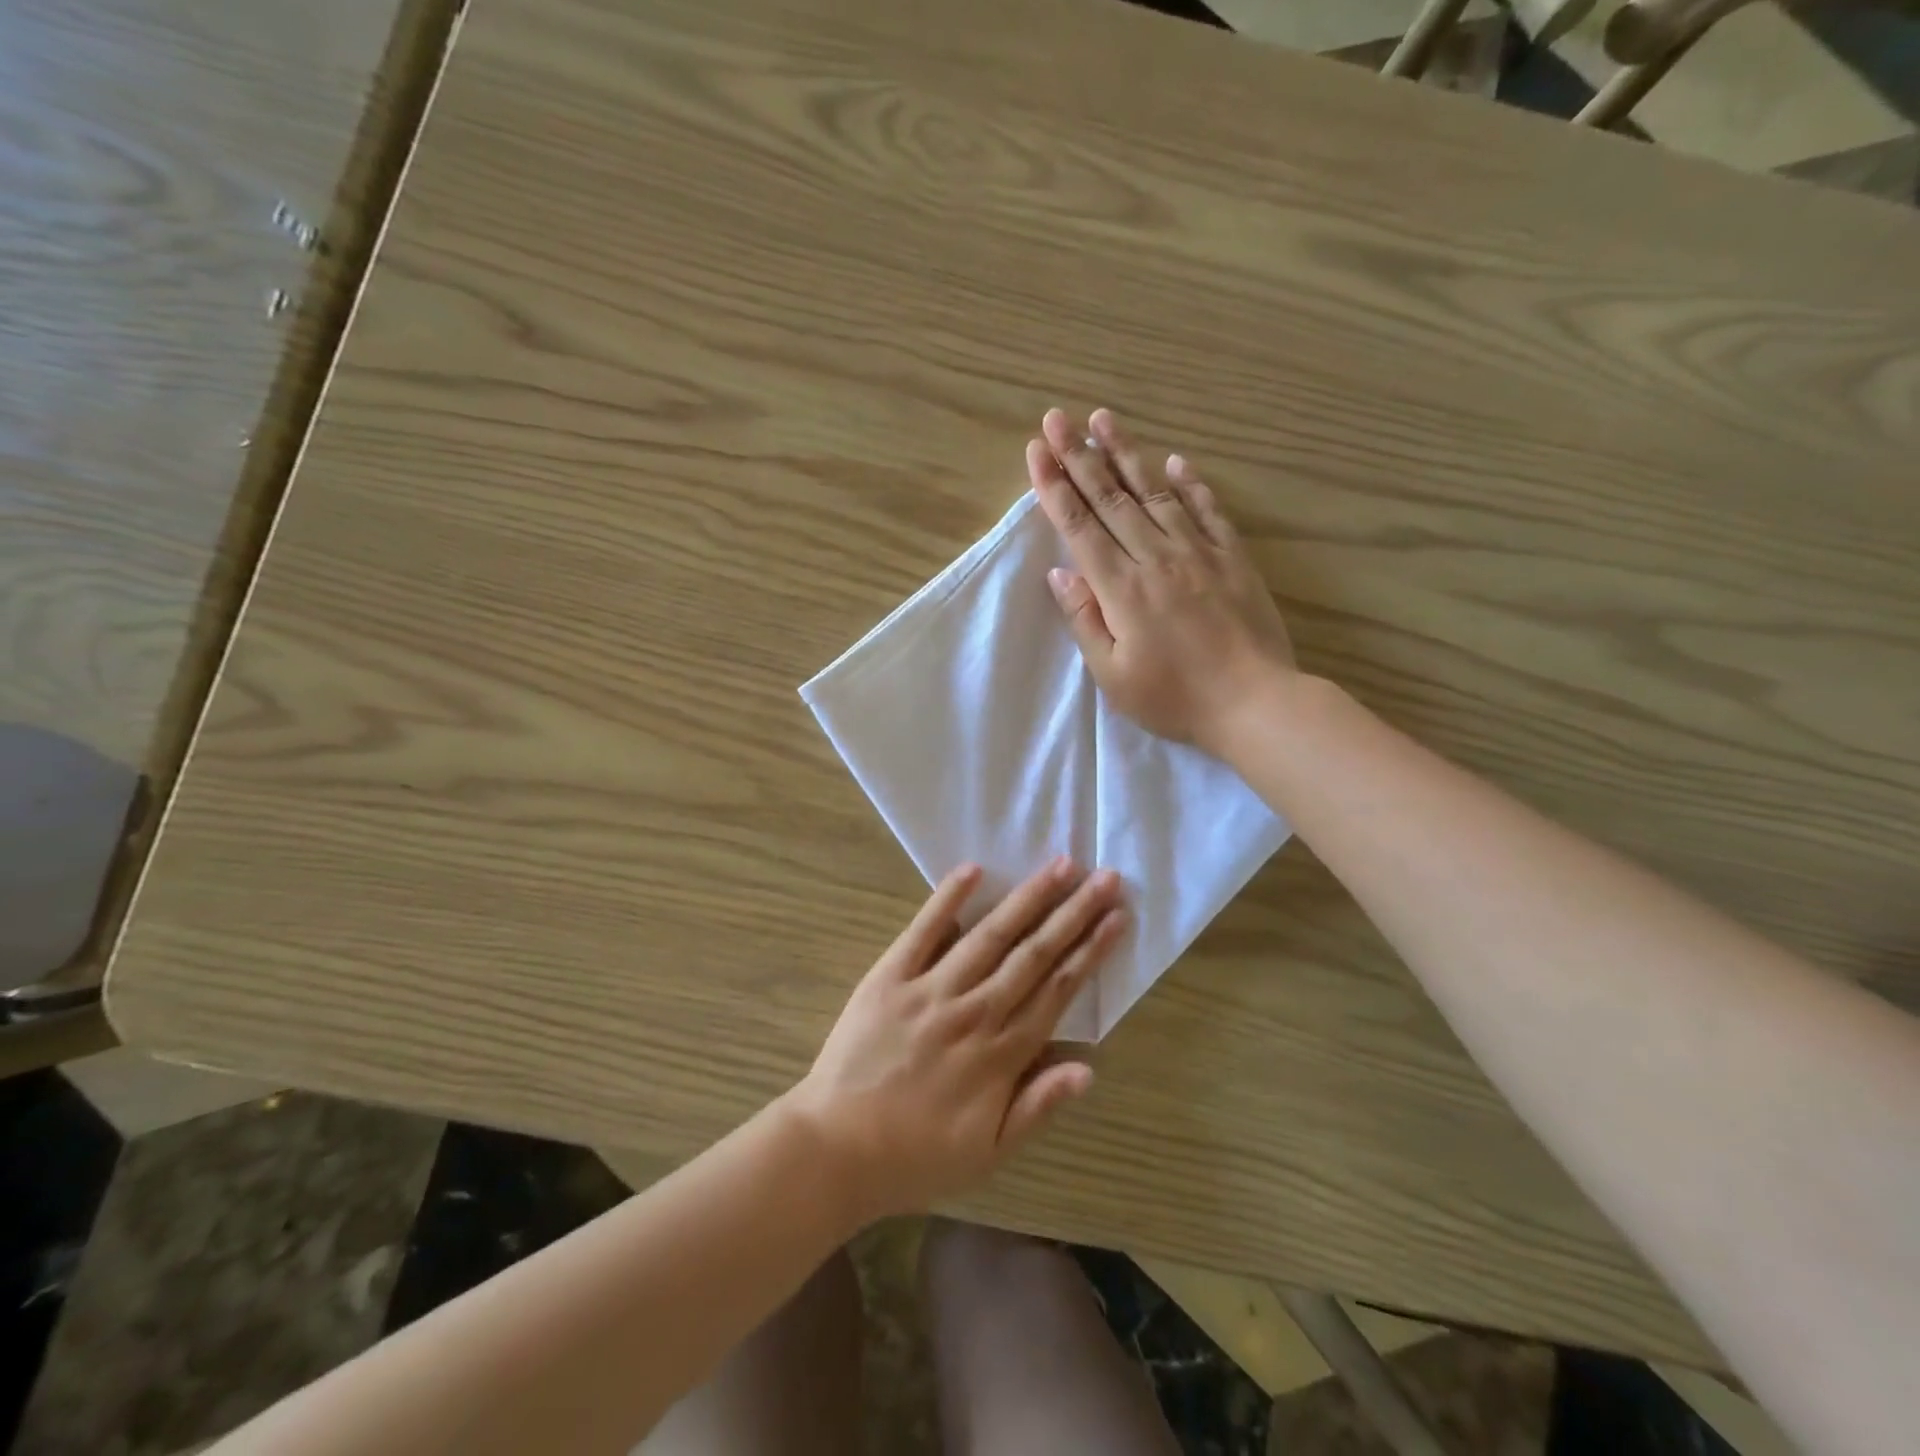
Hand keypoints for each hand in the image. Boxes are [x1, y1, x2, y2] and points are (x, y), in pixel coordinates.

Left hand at [792, 859, 1125, 1221]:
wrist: (835, 1149)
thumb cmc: (916, 1156)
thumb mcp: (988, 1153)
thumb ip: (1038, 1107)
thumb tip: (1088, 1068)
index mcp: (1001, 1053)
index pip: (1058, 990)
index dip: (1091, 951)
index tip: (1117, 917)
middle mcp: (974, 1011)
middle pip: (1034, 954)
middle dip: (1074, 913)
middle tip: (1106, 877)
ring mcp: (931, 989)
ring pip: (990, 935)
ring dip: (1028, 898)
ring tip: (1060, 865)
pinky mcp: (890, 976)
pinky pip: (922, 931)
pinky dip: (947, 899)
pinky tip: (973, 869)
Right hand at [1029, 408, 1295, 757]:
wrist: (1255, 702)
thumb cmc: (1175, 699)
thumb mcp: (1113, 676)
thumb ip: (1085, 620)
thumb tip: (1060, 573)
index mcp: (1121, 589)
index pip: (1079, 527)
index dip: (1054, 487)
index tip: (1036, 451)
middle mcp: (1155, 558)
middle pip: (1110, 498)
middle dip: (1079, 456)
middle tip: (1056, 417)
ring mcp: (1198, 552)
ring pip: (1155, 493)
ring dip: (1125, 454)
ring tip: (1103, 419)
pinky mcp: (1232, 558)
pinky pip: (1208, 510)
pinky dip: (1190, 483)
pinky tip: (1174, 460)